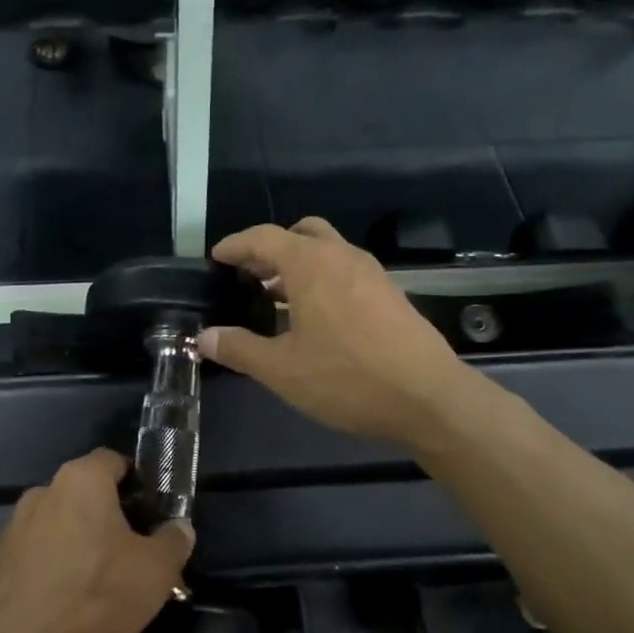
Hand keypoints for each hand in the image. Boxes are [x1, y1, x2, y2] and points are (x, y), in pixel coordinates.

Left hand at [0, 449, 194, 632]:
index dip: (137, 481)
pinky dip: (58, 564)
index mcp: (81, 480)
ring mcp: (16, 526)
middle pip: (86, 493)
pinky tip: (72, 598)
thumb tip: (179, 528)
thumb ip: (174, 540)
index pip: (112, 461)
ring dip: (83, 541)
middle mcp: (43, 492)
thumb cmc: (98, 596)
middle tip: (136, 550)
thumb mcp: (156, 570)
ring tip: (105, 580)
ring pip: (62, 523)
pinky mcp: (1, 560)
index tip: (153, 511)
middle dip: (111, 515)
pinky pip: (40, 551)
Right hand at [201, 217, 467, 449]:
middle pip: (300, 234)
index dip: (236, 245)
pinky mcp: (390, 295)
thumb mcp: (282, 369)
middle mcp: (343, 257)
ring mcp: (372, 274)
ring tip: (274, 299)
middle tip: (248, 276)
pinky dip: (322, 281)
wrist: (429, 398)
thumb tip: (204, 338)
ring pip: (327, 253)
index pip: (264, 237)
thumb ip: (239, 348)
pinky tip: (313, 320)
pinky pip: (346, 273)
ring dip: (297, 267)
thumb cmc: (347, 378)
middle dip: (270, 249)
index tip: (217, 258)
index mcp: (311, 264)